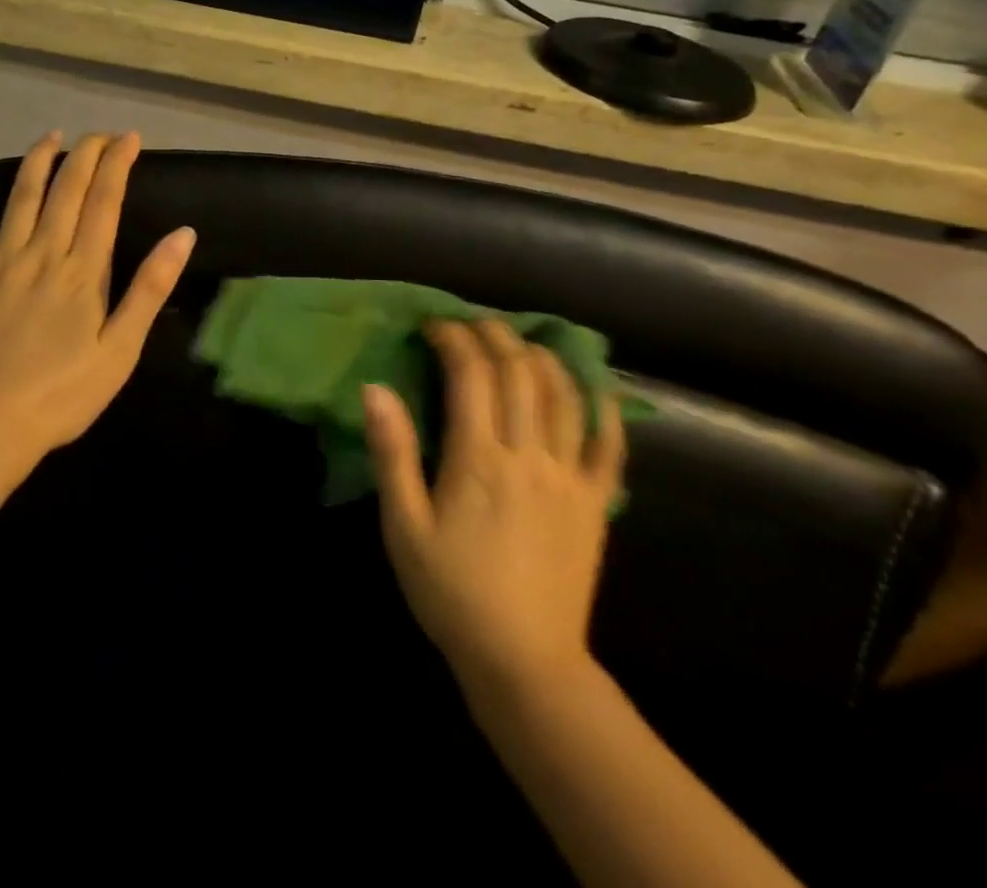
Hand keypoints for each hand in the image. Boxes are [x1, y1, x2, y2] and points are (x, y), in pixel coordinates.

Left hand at [0, 131, 195, 465]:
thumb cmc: (60, 395)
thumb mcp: (119, 351)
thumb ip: (148, 289)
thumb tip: (183, 235)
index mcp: (83, 271)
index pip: (104, 202)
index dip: (118, 165)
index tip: (130, 139)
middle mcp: (43, 253)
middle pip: (67, 190)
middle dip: (86, 154)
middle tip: (101, 133)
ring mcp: (0, 261)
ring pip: (23, 196)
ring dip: (40, 161)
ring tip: (53, 136)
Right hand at [363, 318, 624, 700]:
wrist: (524, 661)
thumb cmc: (451, 592)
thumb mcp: (403, 525)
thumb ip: (393, 453)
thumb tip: (375, 388)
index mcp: (479, 459)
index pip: (471, 374)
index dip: (454, 339)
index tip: (434, 326)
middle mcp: (529, 455)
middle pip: (519, 373)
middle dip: (495, 336)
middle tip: (473, 325)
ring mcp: (570, 478)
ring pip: (565, 397)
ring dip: (543, 358)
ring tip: (522, 342)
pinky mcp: (595, 503)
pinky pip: (610, 447)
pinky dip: (605, 410)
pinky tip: (595, 388)